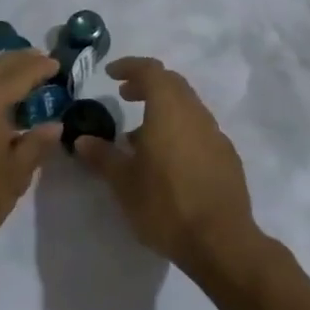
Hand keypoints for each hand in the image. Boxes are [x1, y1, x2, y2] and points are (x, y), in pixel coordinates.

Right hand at [71, 57, 259, 274]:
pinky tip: (167, 160)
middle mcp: (196, 114)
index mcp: (169, 110)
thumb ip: (102, 156)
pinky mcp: (227, 157)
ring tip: (140, 136)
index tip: (111, 74)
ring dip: (163, 110)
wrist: (221, 242)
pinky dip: (180, 130)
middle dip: (147, 84)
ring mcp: (216, 135)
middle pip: (172, 84)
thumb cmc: (165, 205)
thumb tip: (83, 140)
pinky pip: (199, 130)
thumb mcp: (124, 183)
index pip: (151, 71)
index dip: (130, 66)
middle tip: (124, 96)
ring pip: (188, 107)